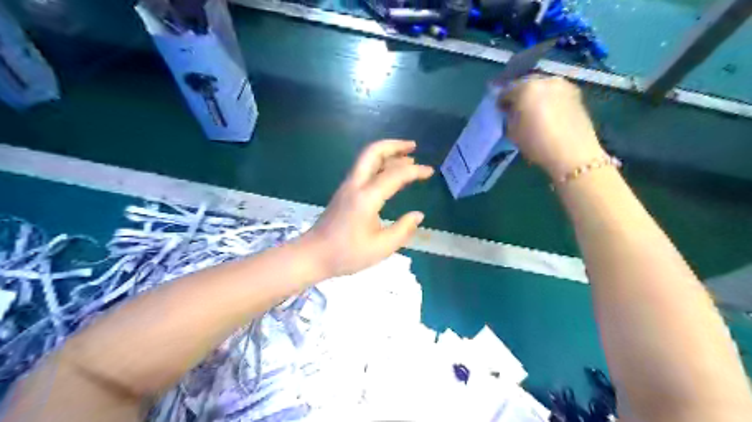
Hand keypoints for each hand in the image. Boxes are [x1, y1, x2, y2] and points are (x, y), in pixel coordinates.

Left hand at [298, 140, 431, 278]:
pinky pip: (363, 169)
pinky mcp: (344, 192)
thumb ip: (403, 230)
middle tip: (413, 147)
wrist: (313, 255)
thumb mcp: (381, 248)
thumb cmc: (347, 254)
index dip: (414, 171)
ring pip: (367, 158)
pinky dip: (379, 164)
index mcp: (366, 198)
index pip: (394, 175)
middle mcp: (355, 185)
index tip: (430, 171)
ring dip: (387, 153)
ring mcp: (347, 186)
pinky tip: (389, 173)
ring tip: (407, 158)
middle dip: (394, 145)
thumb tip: (418, 215)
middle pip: (372, 152)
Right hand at [498, 76, 603, 178]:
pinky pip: (555, 92)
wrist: (572, 153)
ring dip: (535, 95)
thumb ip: (509, 116)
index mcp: (526, 88)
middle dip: (519, 94)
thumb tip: (510, 110)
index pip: (506, 90)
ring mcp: (563, 85)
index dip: (501, 101)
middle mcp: (545, 80)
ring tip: (532, 110)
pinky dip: (548, 98)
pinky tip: (546, 112)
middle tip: (515, 108)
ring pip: (542, 86)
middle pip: (526, 83)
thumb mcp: (512, 131)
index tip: (500, 110)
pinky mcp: (575, 93)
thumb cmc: (536, 143)